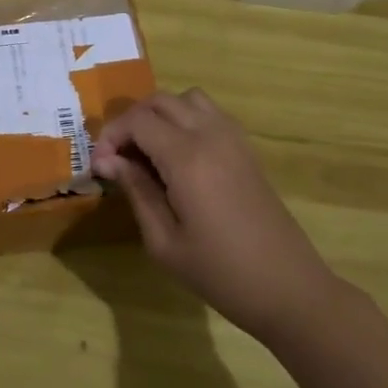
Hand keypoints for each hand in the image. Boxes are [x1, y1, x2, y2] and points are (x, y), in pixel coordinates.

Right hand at [91, 88, 333, 342]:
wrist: (287, 287)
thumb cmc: (219, 272)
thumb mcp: (164, 241)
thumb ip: (136, 191)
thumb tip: (107, 161)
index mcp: (187, 158)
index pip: (138, 120)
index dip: (111, 136)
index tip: (99, 167)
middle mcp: (211, 136)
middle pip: (161, 100)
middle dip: (131, 121)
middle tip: (118, 158)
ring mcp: (234, 139)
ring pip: (188, 99)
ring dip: (160, 115)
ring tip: (147, 152)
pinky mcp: (247, 150)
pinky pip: (210, 114)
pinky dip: (185, 120)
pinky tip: (178, 157)